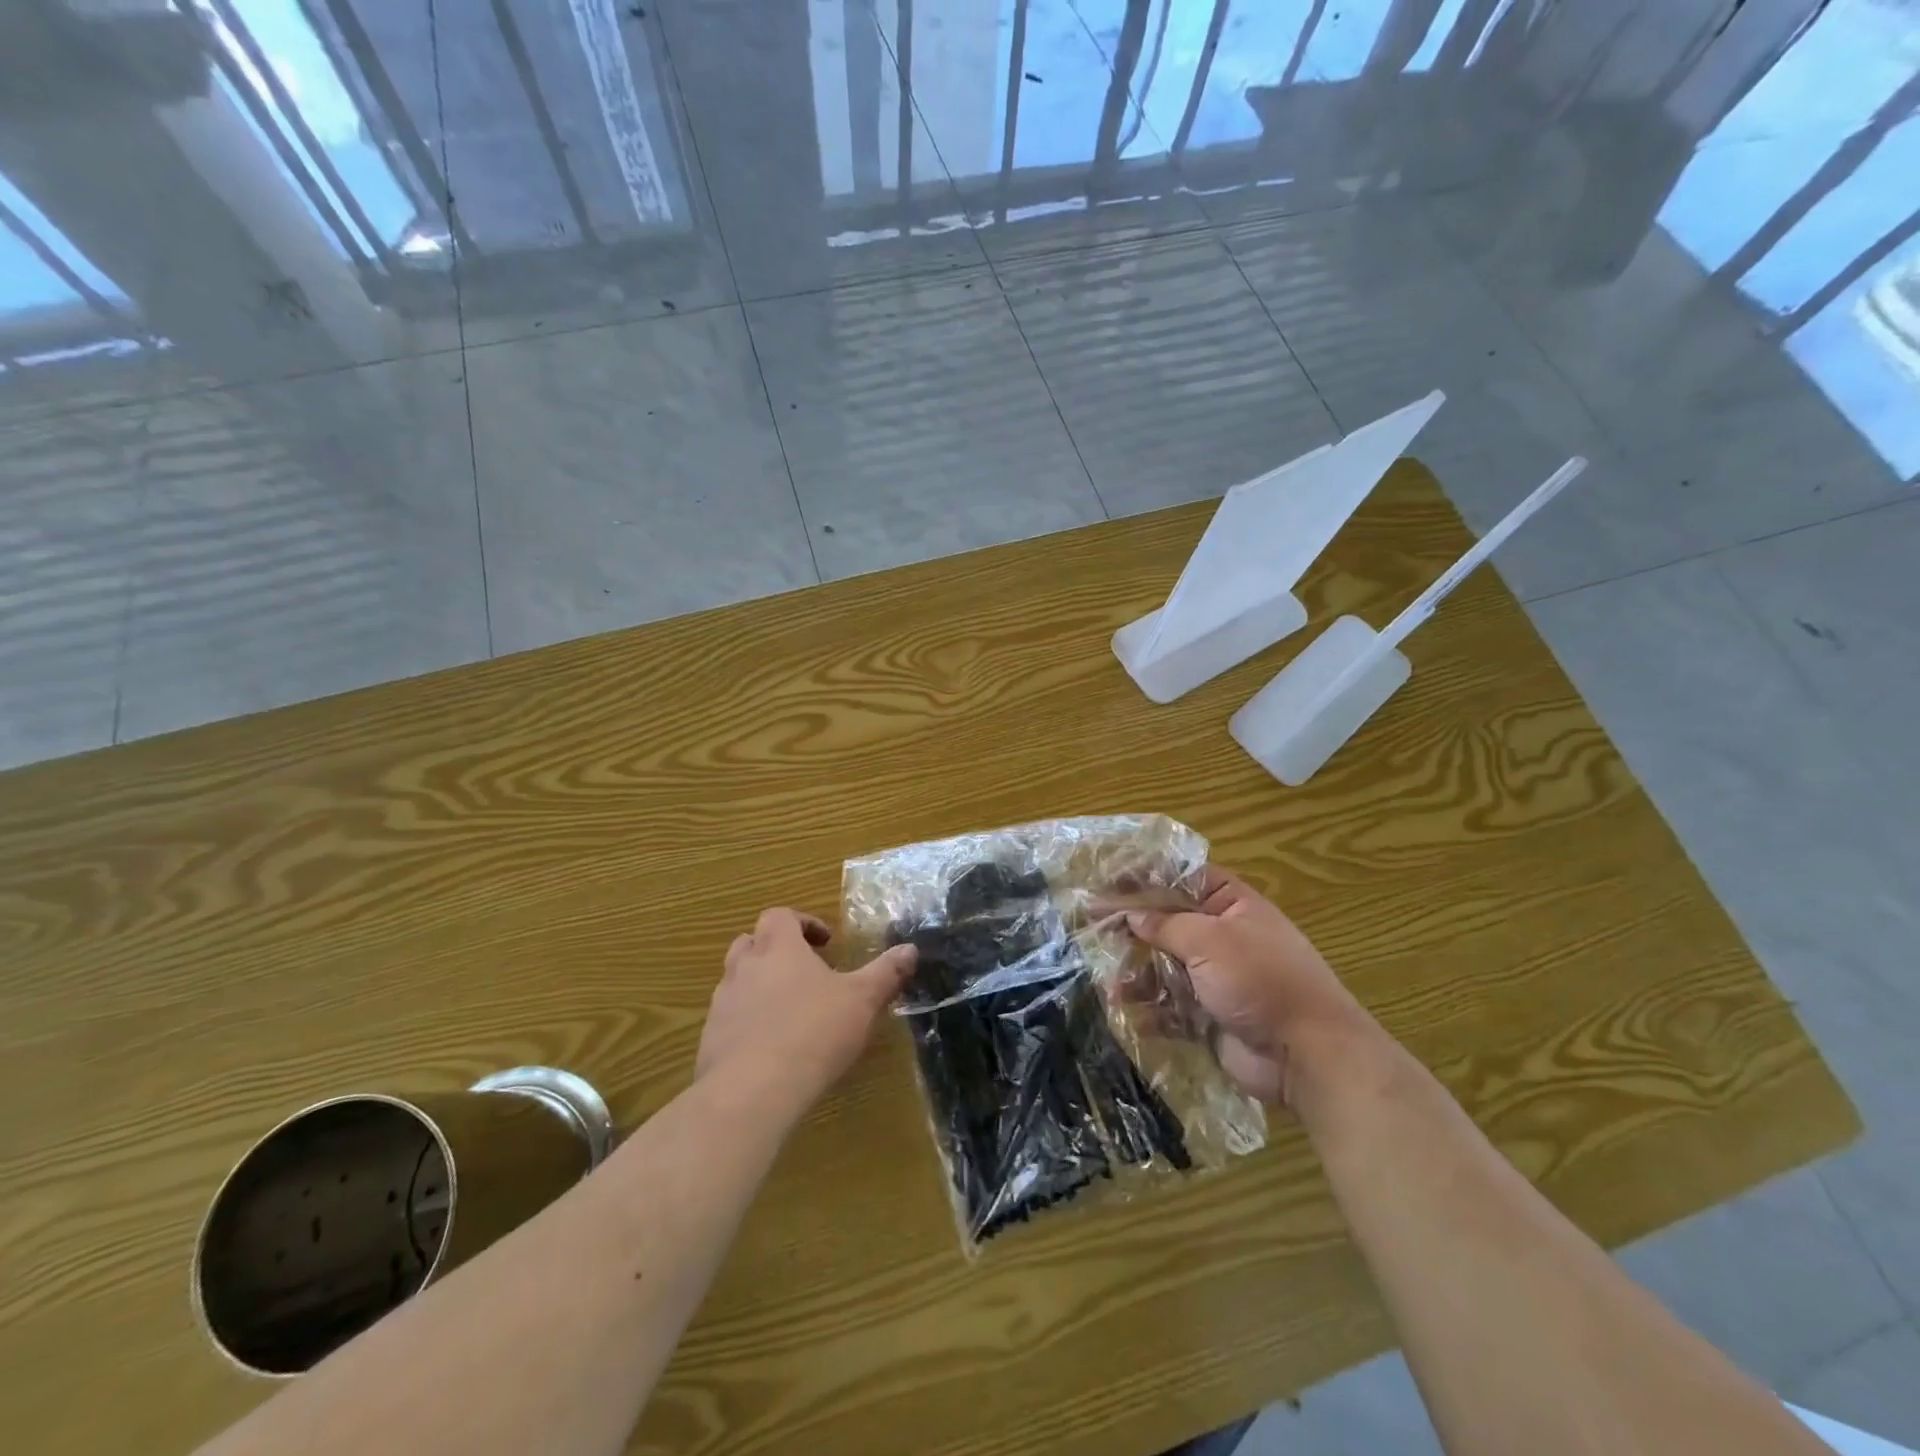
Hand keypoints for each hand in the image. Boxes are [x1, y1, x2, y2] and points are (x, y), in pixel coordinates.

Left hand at [697, 908, 915, 1111]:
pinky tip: (769, 1048)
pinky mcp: (710, 1039)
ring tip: (788, 1010)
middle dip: (775, 950)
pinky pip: (728, 1019)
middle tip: (803, 970)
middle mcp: (744, 968)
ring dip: (758, 985)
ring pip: (736, 980)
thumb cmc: (814, 1032)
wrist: (753, 1091)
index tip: (825, 942)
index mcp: (779, 948)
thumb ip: (886, 973)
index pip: (780, 916)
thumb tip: (910, 949)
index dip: (802, 923)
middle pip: (750, 942)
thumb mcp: (863, 1000)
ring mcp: (723, 1004)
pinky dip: (746, 1022)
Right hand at [1124, 865, 1373, 1108]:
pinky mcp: (1208, 1015)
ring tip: (1108, 979)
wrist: (1306, 1055)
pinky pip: (1169, 1005)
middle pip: (1168, 922)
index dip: (1146, 876)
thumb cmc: (1260, 979)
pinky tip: (1124, 1008)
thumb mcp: (1209, 940)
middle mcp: (1221, 936)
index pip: (1182, 878)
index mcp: (1231, 905)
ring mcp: (1215, 978)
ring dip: (1136, 971)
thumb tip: (1131, 915)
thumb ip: (1165, 923)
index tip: (1107, 879)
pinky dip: (1148, 1007)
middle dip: (1132, 926)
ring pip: (1164, 965)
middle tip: (1091, 925)